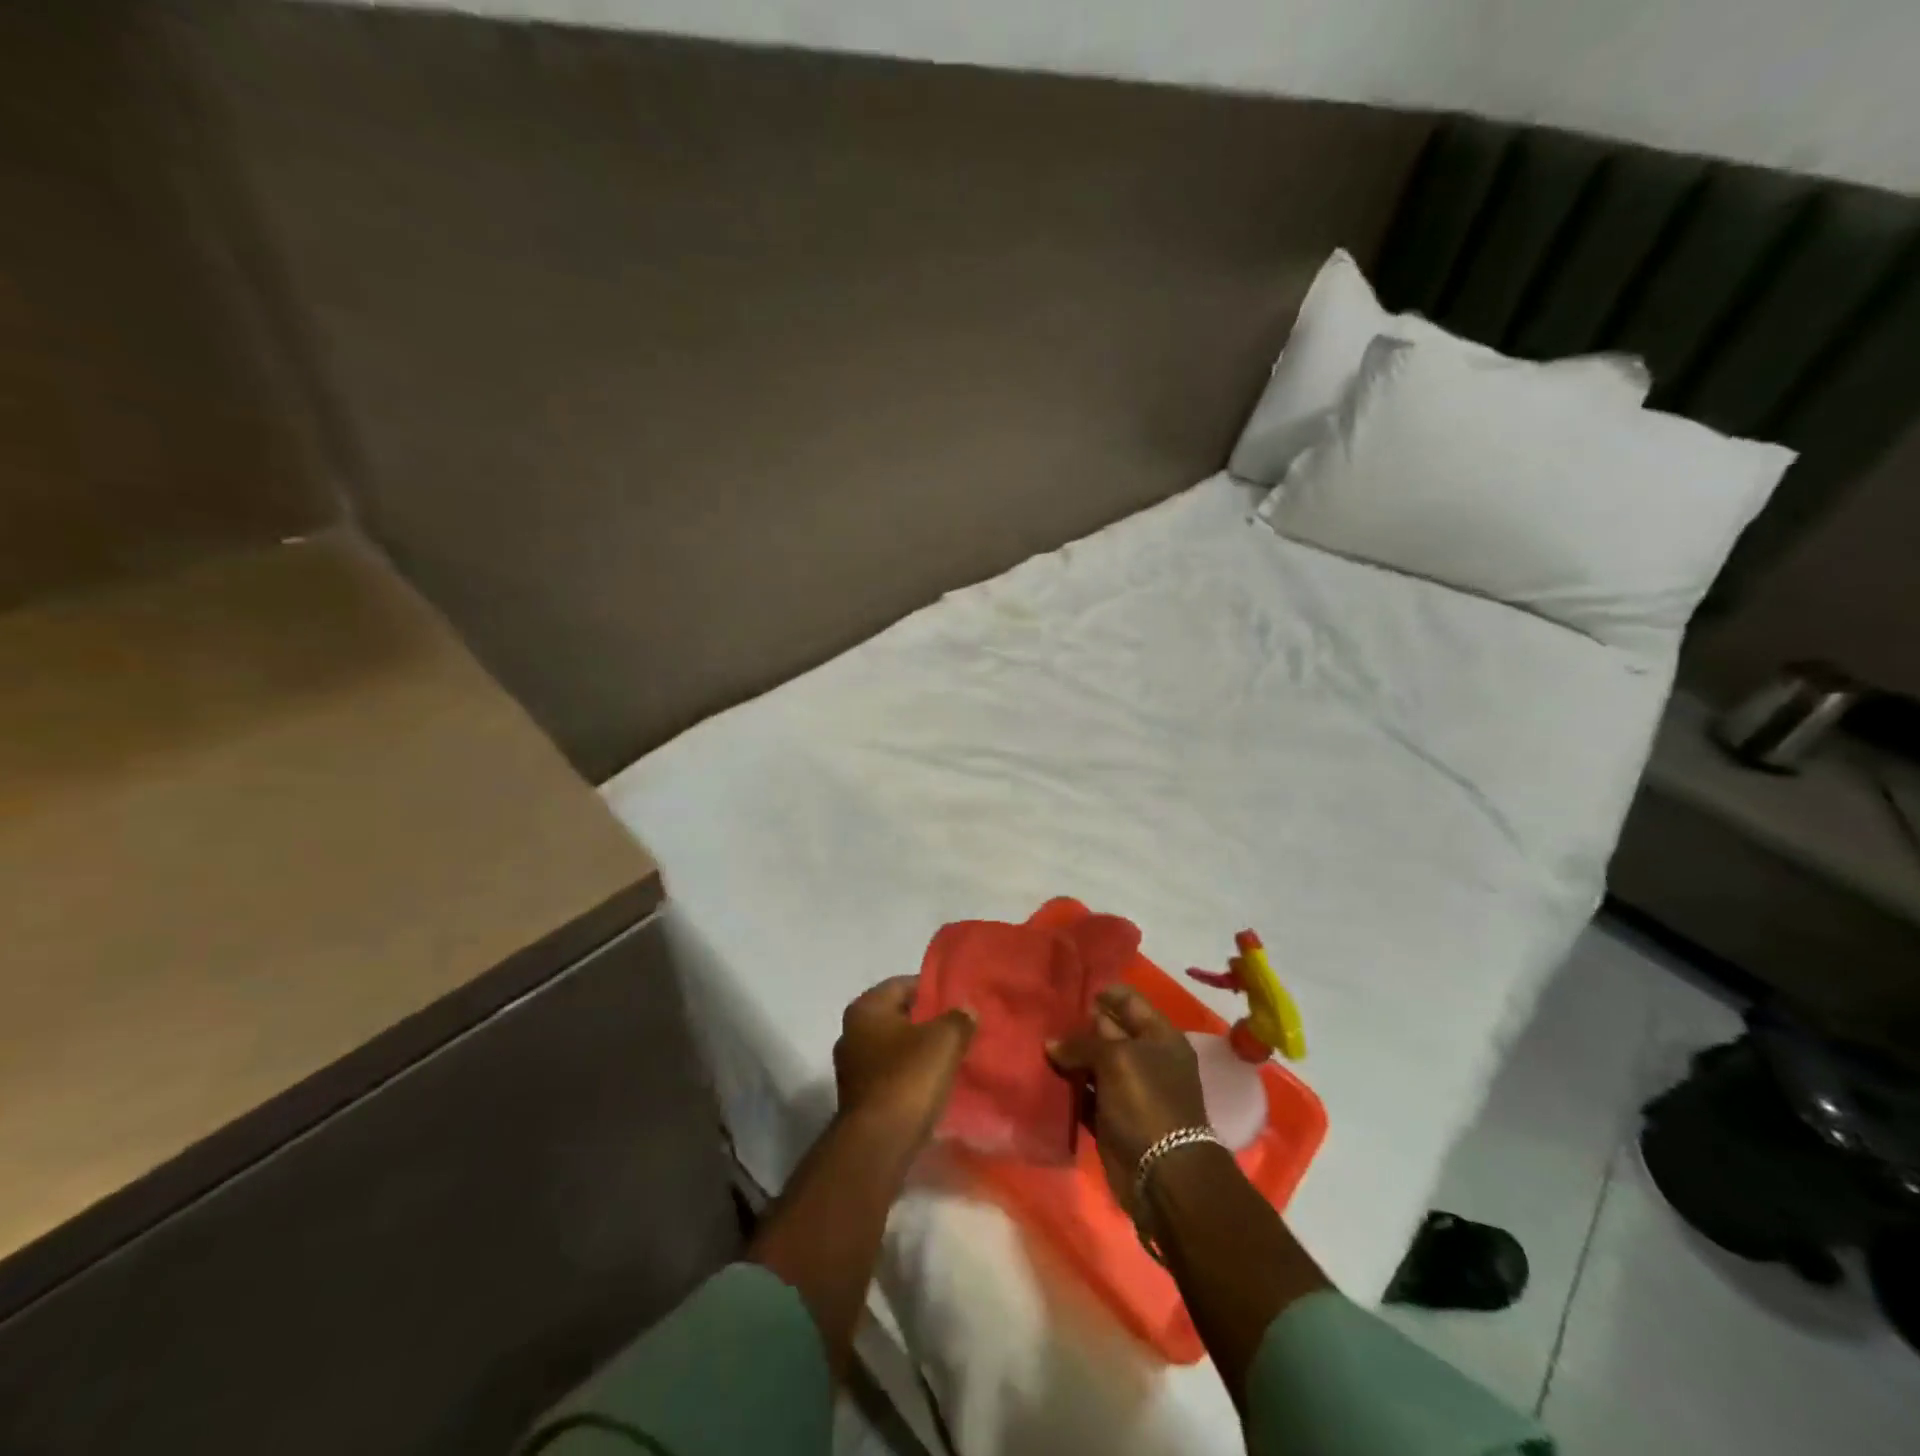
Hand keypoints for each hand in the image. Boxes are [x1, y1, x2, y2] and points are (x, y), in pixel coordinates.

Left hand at [833, 977, 975, 1145]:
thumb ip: (959, 1018)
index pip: (904, 984)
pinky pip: (890, 1073)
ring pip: (894, 1046)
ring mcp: (852, 1066)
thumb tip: (966, 1009)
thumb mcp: (944, 1040)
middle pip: (897, 1015)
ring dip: (918, 1050)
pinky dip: (909, 1074)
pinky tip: (933, 1083)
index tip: (959, 1000)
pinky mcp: (858, 1097)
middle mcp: (851, 1031)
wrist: (878, 1144)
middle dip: (927, 1020)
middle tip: (959, 1027)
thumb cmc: (908, 1078)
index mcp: (866, 1008)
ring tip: (950, 1056)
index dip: (933, 989)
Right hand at [1047, 985, 1210, 1214]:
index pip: (1129, 1001)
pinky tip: (1043, 1075)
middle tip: (1043, 1013)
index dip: (1102, 992)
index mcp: (1159, 1036)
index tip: (1069, 988)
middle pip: (1108, 1031)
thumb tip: (1052, 1044)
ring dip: (1070, 1056)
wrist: (1162, 1174)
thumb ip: (1082, 1044)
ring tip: (1037, 1040)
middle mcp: (1146, 1058)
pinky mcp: (1112, 1117)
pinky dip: (1069, 1087)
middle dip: (1079, 1024)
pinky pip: (1086, 1093)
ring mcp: (1129, 1089)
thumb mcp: (1116, 1059)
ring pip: (1094, 1063)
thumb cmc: (1147, 1101)